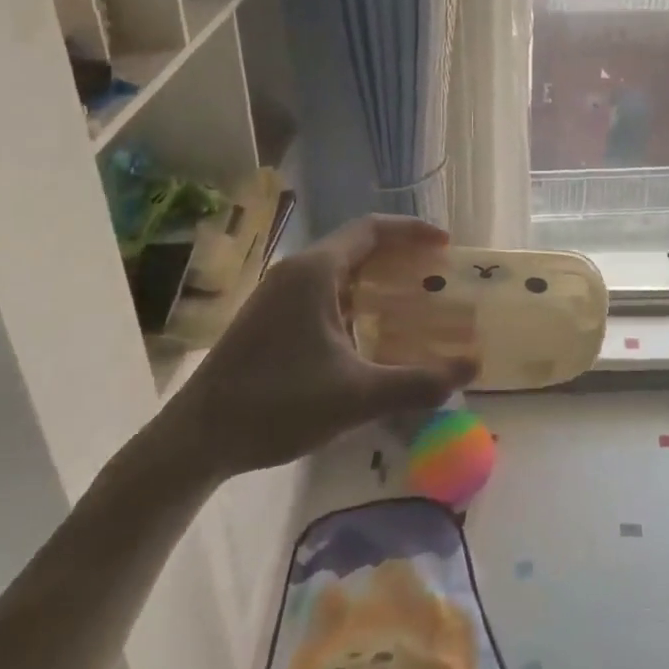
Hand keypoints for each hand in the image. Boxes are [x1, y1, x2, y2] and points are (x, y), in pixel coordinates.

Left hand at [153, 215, 475, 479]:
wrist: (196, 439)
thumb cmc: (278, 403)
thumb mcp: (358, 395)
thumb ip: (418, 382)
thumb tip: (471, 368)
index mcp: (316, 272)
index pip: (372, 229)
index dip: (412, 230)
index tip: (446, 244)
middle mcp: (296, 272)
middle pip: (356, 246)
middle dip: (399, 255)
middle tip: (434, 275)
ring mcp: (277, 295)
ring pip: (337, 271)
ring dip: (374, 279)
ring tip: (409, 302)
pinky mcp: (268, 319)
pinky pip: (321, 293)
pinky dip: (353, 300)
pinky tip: (366, 335)